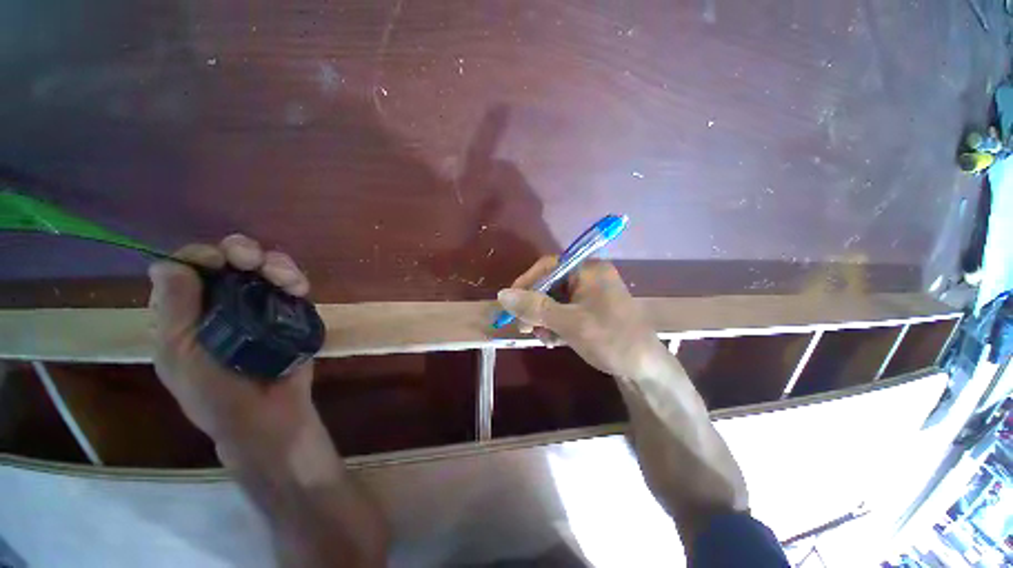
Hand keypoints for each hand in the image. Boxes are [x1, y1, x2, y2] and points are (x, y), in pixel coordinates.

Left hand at [148, 234, 316, 454]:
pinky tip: (298, 288)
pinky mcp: (289, 311)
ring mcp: (259, 304)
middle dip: (241, 252)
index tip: (218, 263)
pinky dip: (295, 279)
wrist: (268, 415)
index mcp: (186, 311)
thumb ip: (173, 312)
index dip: (201, 257)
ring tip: (285, 278)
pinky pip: (292, 284)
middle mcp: (222, 301)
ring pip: (264, 266)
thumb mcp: (181, 357)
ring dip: (275, 264)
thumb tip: (169, 264)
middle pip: (229, 259)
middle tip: (251, 262)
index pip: (187, 268)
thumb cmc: (216, 394)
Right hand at [497, 256, 670, 378]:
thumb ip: (535, 307)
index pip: (548, 266)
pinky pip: (564, 312)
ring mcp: (590, 295)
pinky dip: (555, 325)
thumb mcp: (569, 323)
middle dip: (535, 307)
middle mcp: (588, 277)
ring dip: (544, 320)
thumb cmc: (611, 339)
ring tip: (544, 338)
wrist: (646, 370)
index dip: (526, 282)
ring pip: (554, 301)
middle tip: (524, 327)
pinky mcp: (590, 311)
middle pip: (549, 285)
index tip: (511, 303)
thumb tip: (502, 295)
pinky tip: (555, 341)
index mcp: (588, 270)